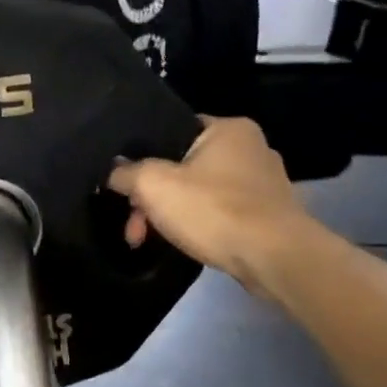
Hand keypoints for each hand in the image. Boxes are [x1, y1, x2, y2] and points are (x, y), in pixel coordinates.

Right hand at [107, 116, 322, 296]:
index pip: (173, 131)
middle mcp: (252, 148)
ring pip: (200, 192)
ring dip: (171, 215)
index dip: (143, 158)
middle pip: (183, 167)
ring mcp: (264, 182)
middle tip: (134, 227)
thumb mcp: (153, 185)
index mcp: (228, 128)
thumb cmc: (213, 210)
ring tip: (149, 241)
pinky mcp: (269, 214)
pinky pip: (221, 212)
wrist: (273, 257)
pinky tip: (187, 243)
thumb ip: (126, 173)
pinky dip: (200, 225)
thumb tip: (113, 170)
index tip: (126, 187)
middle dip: (152, 199)